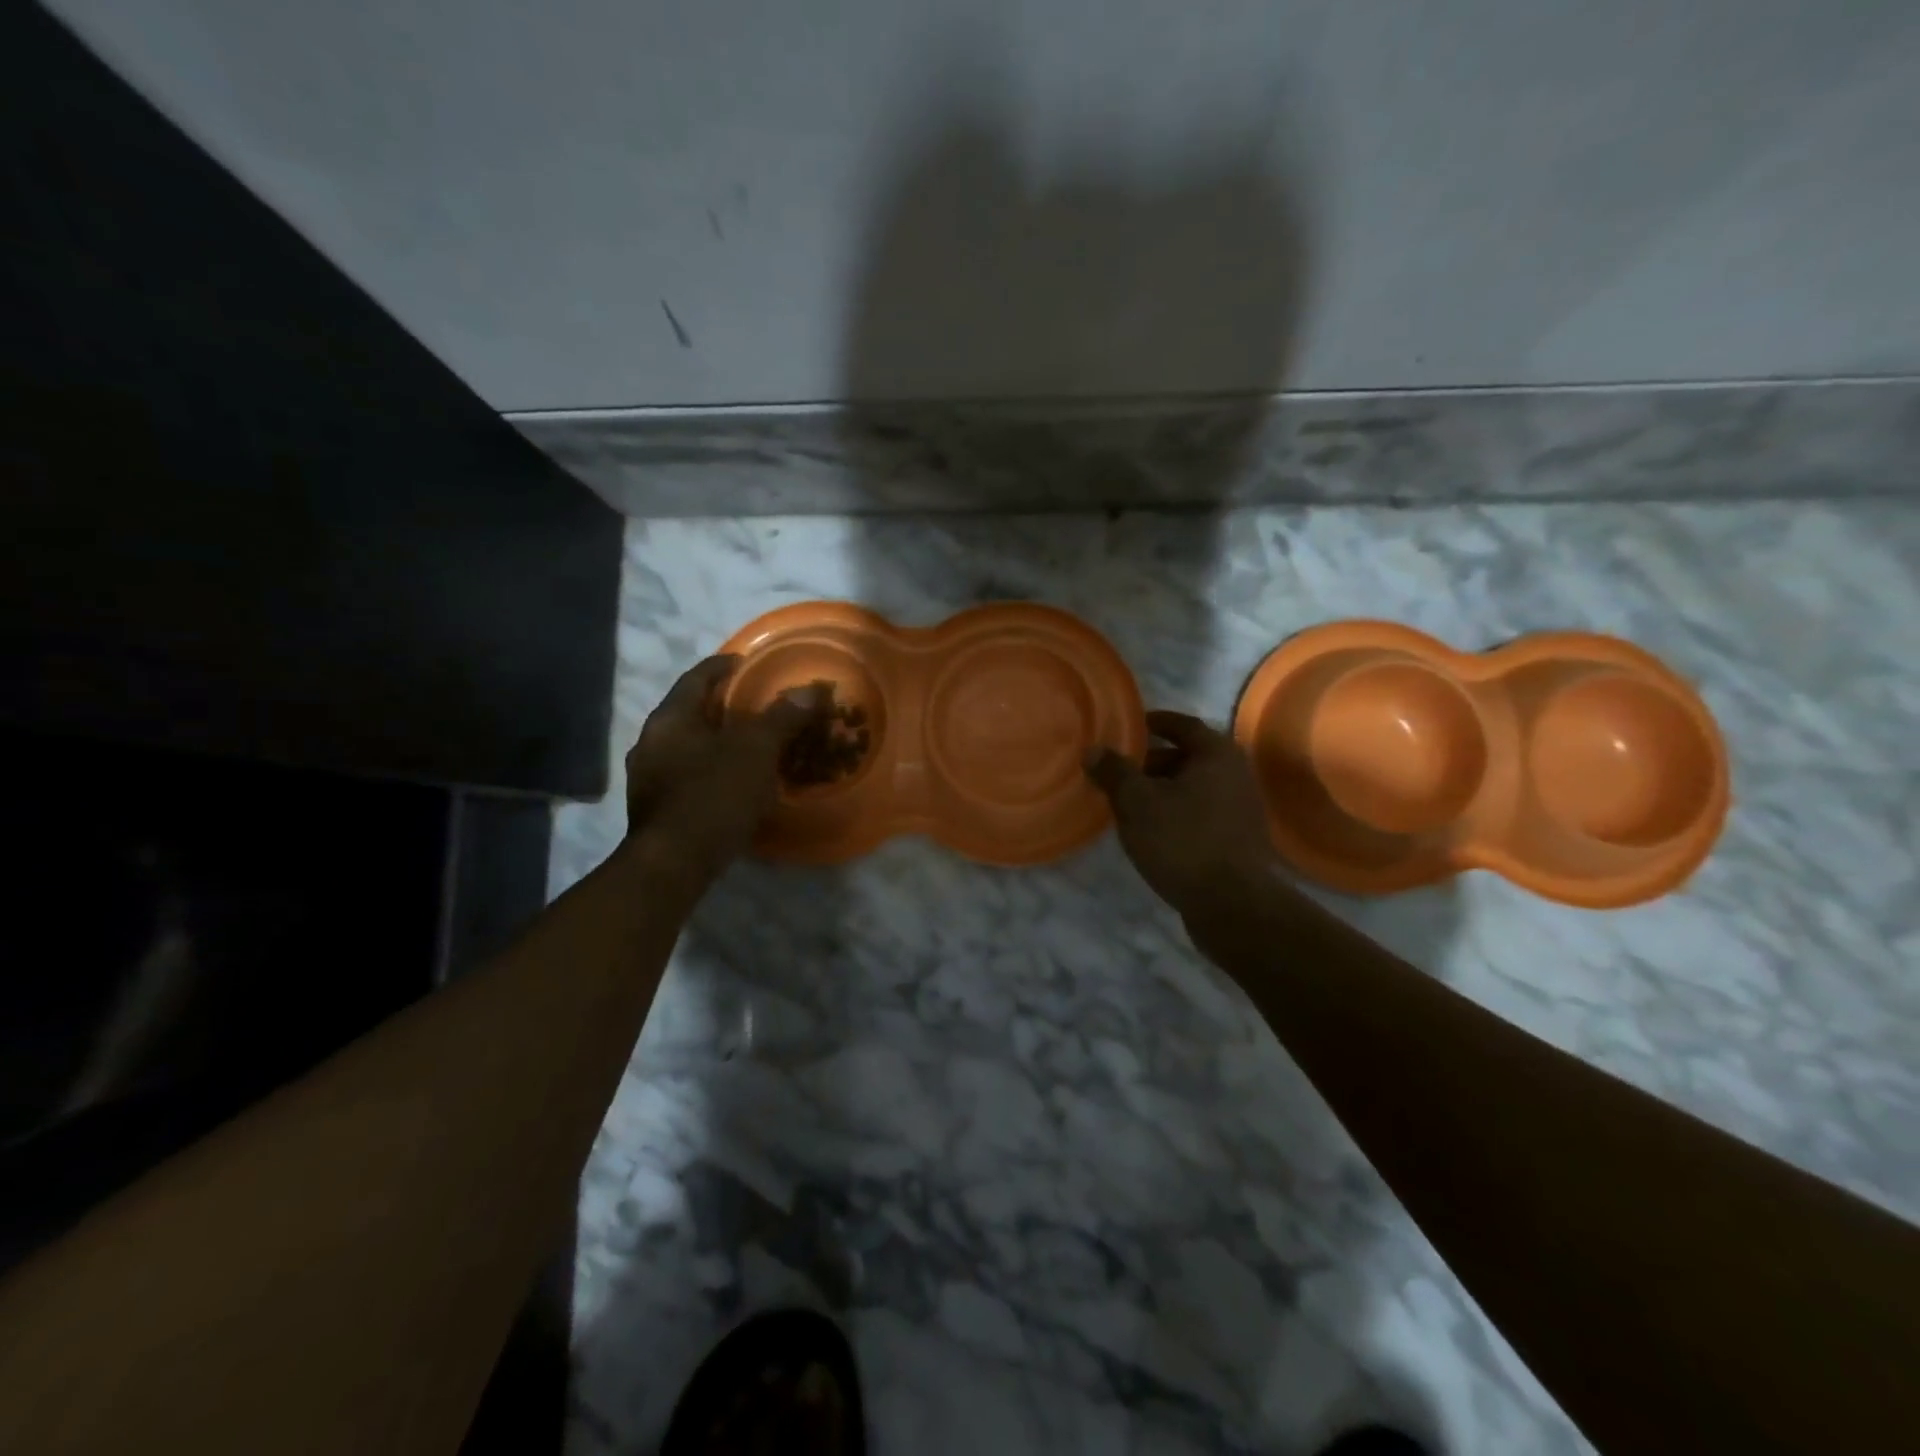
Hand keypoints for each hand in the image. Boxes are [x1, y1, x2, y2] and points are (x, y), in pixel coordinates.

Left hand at [624, 656, 818, 888]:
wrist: (672, 865)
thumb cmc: (713, 796)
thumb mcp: (756, 751)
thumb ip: (782, 717)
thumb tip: (812, 688)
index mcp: (670, 718)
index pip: (697, 677)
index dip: (725, 665)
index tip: (749, 663)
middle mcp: (650, 741)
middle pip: (691, 711)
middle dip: (724, 705)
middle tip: (758, 705)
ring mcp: (648, 777)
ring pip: (688, 745)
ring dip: (717, 740)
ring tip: (750, 744)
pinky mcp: (655, 808)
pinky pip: (687, 774)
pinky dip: (711, 768)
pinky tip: (733, 782)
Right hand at [1085, 711, 1283, 919]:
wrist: (1232, 905)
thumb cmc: (1183, 841)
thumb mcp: (1136, 803)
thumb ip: (1114, 772)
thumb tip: (1093, 750)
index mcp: (1216, 754)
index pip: (1182, 724)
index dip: (1154, 723)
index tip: (1129, 727)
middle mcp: (1236, 774)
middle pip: (1188, 757)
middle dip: (1151, 763)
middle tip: (1118, 773)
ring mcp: (1241, 809)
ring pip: (1193, 789)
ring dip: (1162, 791)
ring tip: (1128, 804)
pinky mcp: (1238, 840)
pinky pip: (1200, 814)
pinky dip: (1176, 814)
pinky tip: (1152, 832)